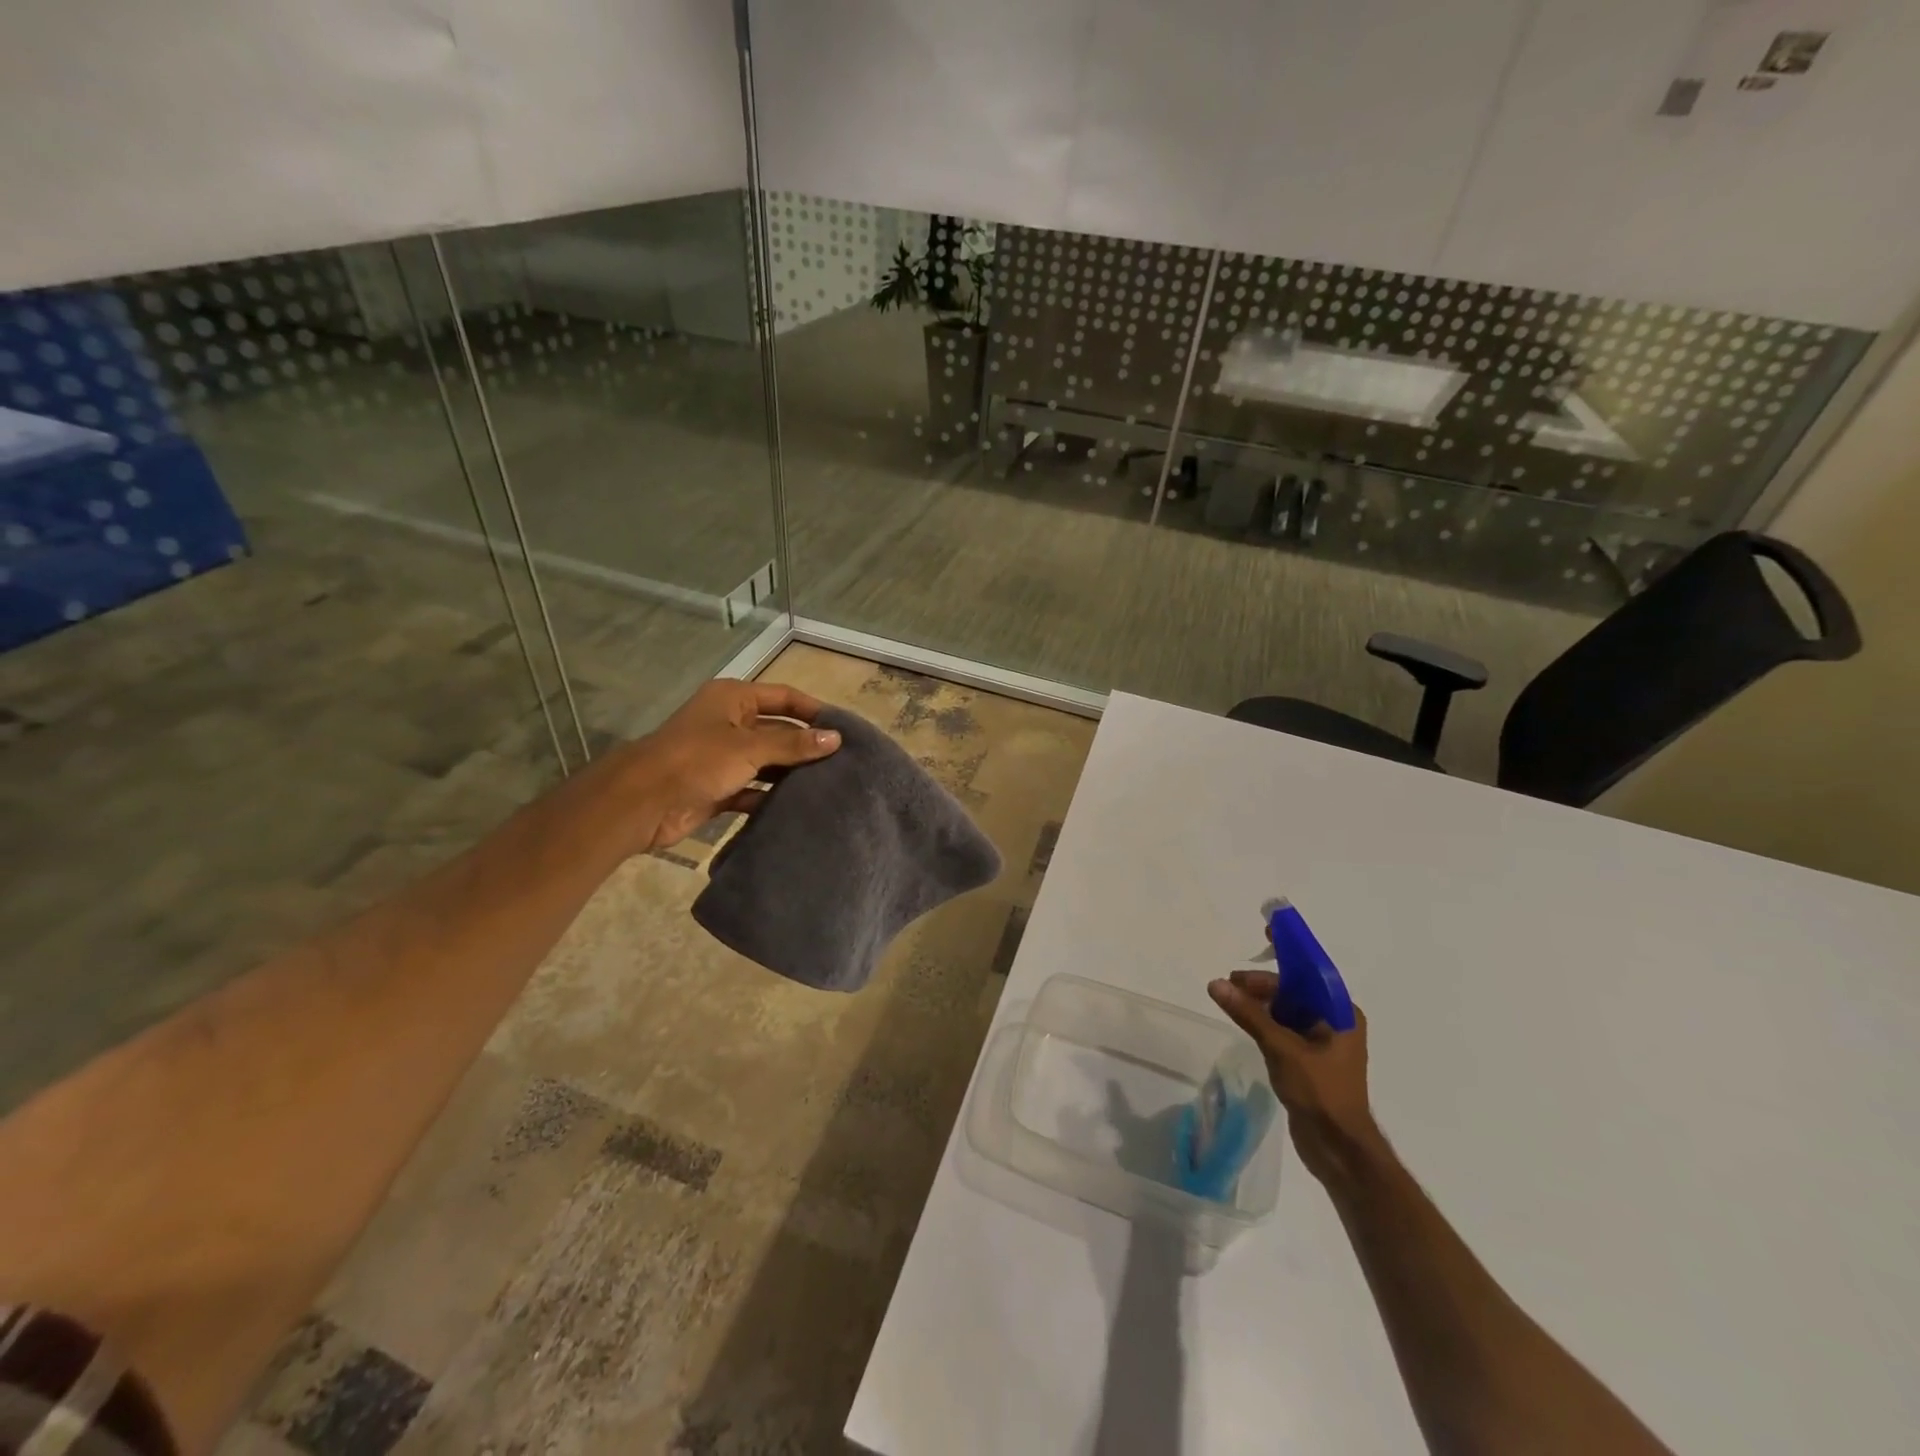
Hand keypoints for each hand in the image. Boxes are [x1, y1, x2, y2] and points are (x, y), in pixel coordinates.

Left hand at [607, 680, 841, 851]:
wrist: (642, 802)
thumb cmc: (697, 760)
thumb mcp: (749, 747)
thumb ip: (793, 744)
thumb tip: (836, 738)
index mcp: (733, 699)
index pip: (785, 697)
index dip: (814, 711)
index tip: (845, 729)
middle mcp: (730, 723)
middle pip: (778, 730)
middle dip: (806, 746)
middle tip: (844, 763)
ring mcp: (723, 757)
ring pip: (768, 762)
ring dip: (792, 774)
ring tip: (830, 786)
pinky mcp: (719, 788)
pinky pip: (754, 790)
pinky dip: (772, 797)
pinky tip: (799, 808)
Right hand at [1208, 969, 1377, 1182]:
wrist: (1339, 1150)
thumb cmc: (1320, 1093)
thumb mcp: (1281, 1048)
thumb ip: (1249, 1014)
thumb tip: (1216, 984)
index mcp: (1341, 1014)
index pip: (1311, 971)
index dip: (1289, 950)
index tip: (1267, 931)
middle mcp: (1336, 1023)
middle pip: (1295, 990)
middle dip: (1264, 984)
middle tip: (1230, 984)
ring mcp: (1323, 1044)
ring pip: (1287, 1010)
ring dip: (1260, 1003)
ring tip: (1230, 1001)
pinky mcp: (1310, 1062)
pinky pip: (1284, 1030)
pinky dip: (1264, 1022)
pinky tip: (1244, 1022)